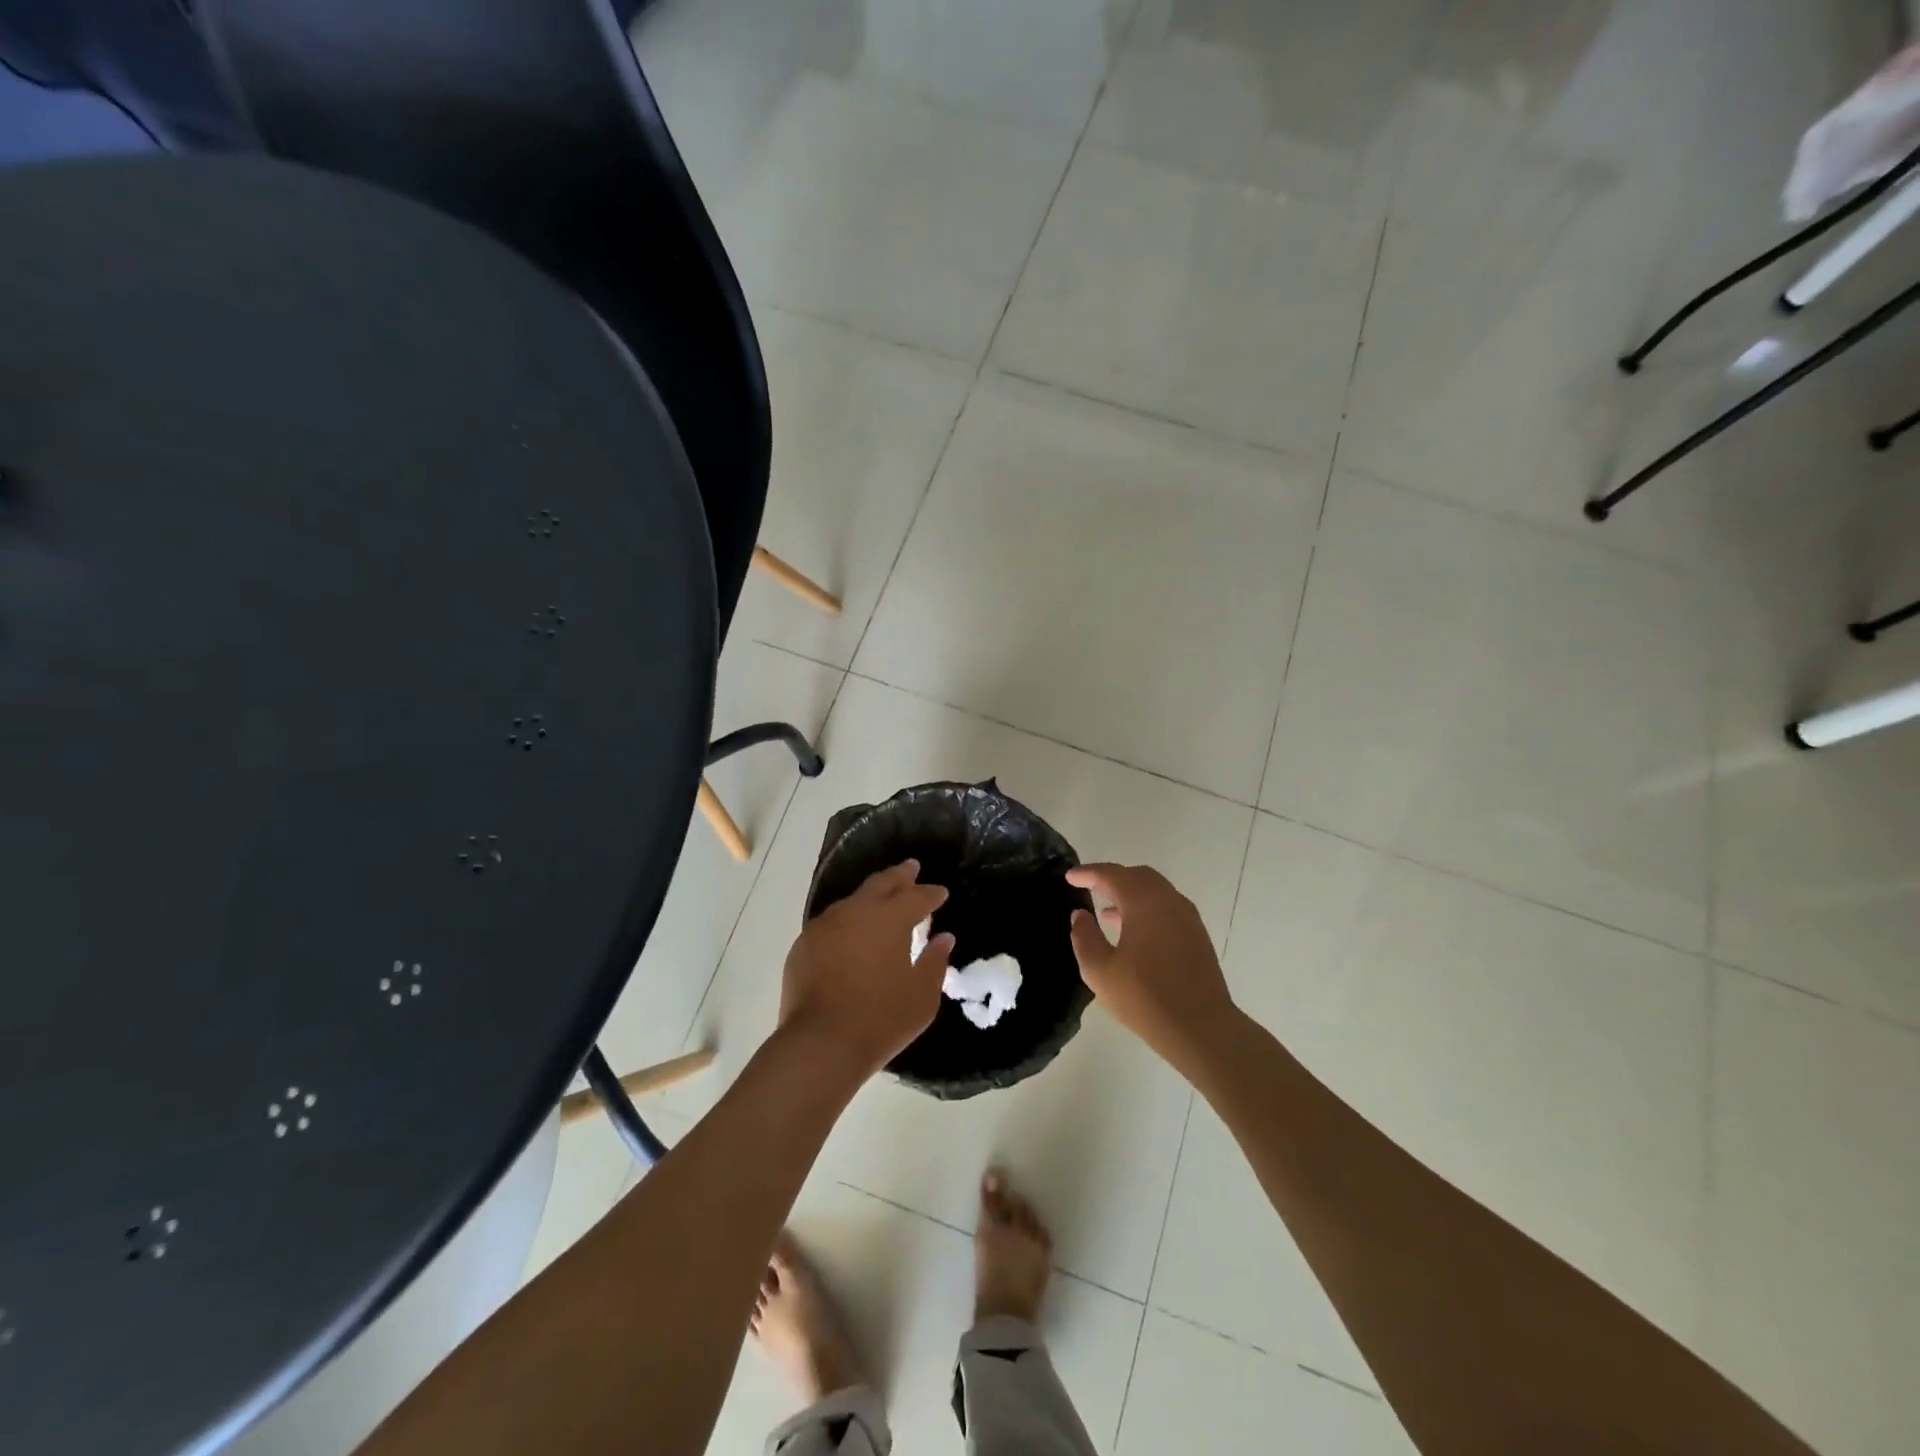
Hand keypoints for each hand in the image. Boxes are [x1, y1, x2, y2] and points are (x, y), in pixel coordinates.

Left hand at [779, 861, 954, 1078]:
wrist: (820, 1044)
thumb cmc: (881, 1020)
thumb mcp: (922, 997)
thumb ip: (935, 962)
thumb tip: (943, 938)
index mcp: (890, 918)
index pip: (916, 896)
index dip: (931, 894)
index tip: (941, 893)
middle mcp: (857, 911)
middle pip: (881, 884)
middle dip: (899, 876)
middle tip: (911, 868)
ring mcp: (825, 925)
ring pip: (853, 900)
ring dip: (870, 897)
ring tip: (880, 899)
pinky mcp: (804, 944)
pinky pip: (832, 923)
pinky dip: (847, 921)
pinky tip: (850, 932)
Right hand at [1066, 863, 1235, 1066]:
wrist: (1201, 1028)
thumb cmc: (1144, 997)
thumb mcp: (1099, 970)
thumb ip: (1084, 936)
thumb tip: (1081, 914)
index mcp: (1144, 902)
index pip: (1112, 875)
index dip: (1088, 873)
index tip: (1070, 877)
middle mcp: (1168, 900)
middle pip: (1137, 876)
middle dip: (1112, 878)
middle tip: (1090, 887)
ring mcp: (1187, 917)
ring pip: (1155, 891)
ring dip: (1130, 894)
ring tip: (1107, 913)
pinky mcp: (1197, 935)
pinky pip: (1167, 908)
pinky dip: (1147, 908)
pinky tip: (1134, 933)